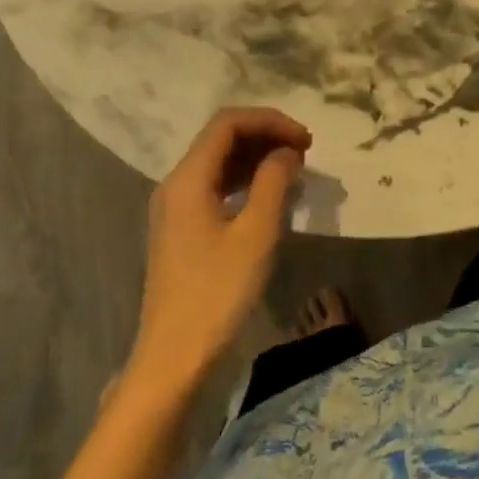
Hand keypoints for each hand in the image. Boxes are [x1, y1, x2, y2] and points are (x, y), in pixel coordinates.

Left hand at [127, 108, 310, 399]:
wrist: (173, 357)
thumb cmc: (217, 293)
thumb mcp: (255, 234)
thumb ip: (273, 182)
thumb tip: (287, 151)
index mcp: (188, 178)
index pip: (228, 123)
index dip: (270, 121)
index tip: (305, 139)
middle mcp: (176, 183)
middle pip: (221, 138)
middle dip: (264, 135)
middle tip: (304, 151)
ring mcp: (176, 207)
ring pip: (218, 162)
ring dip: (256, 156)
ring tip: (294, 168)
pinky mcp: (182, 228)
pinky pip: (215, 186)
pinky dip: (244, 180)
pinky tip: (269, 194)